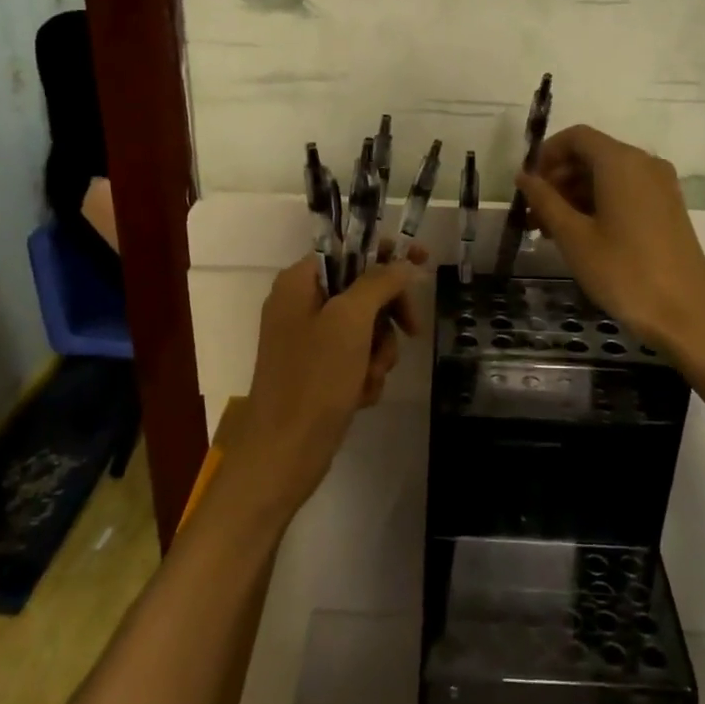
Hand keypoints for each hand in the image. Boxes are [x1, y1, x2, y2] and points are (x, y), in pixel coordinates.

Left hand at [227, 246, 425, 519]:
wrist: (283, 454)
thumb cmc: (314, 379)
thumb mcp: (350, 321)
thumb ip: (378, 282)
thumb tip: (402, 263)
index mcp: (299, 283)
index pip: (349, 250)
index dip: (386, 253)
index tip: (421, 259)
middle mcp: (301, 305)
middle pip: (363, 289)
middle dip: (387, 316)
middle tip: (411, 330)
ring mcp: (310, 340)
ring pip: (366, 328)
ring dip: (379, 351)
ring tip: (370, 376)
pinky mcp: (319, 371)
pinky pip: (357, 357)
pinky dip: (366, 373)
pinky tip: (361, 395)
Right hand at [515, 125, 704, 358]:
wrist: (686, 313)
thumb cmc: (624, 271)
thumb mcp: (574, 236)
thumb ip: (545, 201)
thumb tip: (524, 177)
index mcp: (621, 162)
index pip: (576, 137)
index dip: (546, 155)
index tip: (527, 186)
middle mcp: (644, 164)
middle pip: (591, 155)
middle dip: (558, 179)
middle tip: (533, 214)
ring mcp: (660, 186)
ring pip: (607, 176)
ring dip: (575, 195)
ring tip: (550, 231)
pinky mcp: (667, 208)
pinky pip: (625, 192)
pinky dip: (598, 204)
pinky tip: (579, 236)